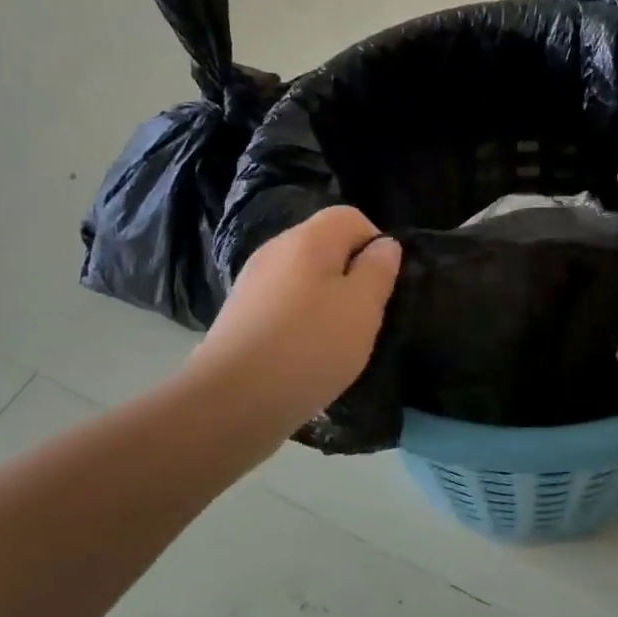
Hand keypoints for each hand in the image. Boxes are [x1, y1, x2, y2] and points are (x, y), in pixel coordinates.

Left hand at [196, 206, 401, 421]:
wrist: (233, 399)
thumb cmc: (310, 346)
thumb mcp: (363, 307)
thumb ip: (379, 270)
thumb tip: (384, 245)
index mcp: (308, 239)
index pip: (350, 217)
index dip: (375, 244)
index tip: (383, 286)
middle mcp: (275, 250)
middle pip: (325, 246)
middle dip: (350, 276)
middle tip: (365, 317)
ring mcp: (252, 283)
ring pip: (303, 279)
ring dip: (325, 303)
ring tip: (336, 342)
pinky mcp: (239, 316)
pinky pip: (282, 306)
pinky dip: (299, 323)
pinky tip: (304, 356)